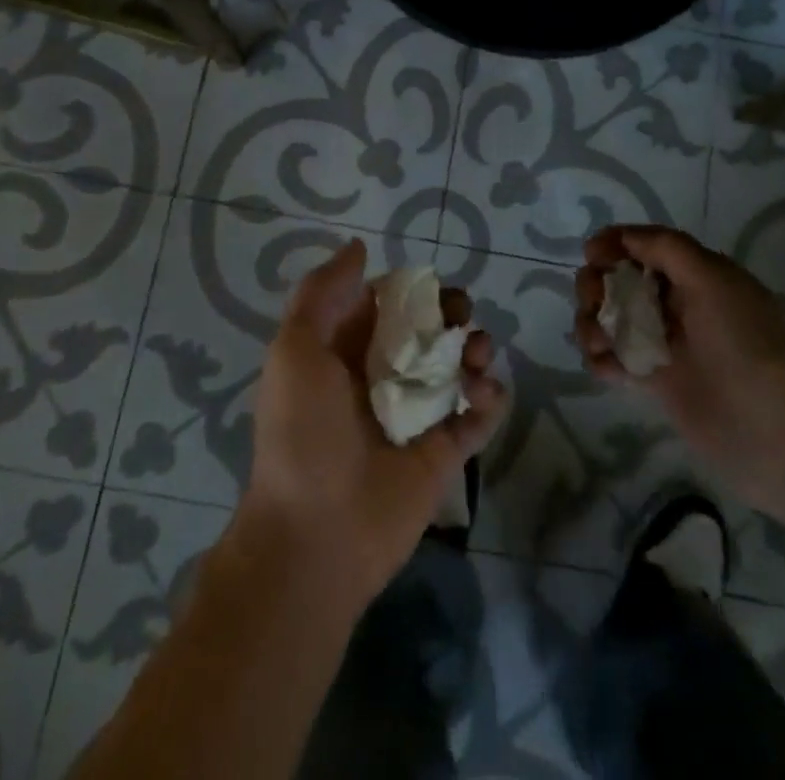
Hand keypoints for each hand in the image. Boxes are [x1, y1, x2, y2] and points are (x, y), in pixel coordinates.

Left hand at [239, 240, 508, 608]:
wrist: (316, 535)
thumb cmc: (302, 432)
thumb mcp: (294, 349)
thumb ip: (321, 293)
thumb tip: (360, 248)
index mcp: (345, 350)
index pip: (387, 303)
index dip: (411, 288)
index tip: (429, 285)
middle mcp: (383, 376)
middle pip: (429, 330)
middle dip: (452, 313)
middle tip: (460, 316)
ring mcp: (416, 414)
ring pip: (458, 366)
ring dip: (477, 349)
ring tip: (477, 354)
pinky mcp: (444, 452)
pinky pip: (477, 415)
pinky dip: (490, 398)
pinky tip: (483, 393)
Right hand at [576, 225, 784, 510]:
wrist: (766, 424)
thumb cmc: (740, 340)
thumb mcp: (711, 278)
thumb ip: (666, 248)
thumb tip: (624, 238)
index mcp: (695, 275)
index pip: (646, 247)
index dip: (615, 244)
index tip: (591, 253)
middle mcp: (677, 303)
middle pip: (619, 280)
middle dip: (596, 283)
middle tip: (594, 299)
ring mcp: (663, 342)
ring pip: (609, 318)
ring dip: (591, 321)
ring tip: (597, 341)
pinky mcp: (653, 379)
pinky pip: (613, 358)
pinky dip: (600, 358)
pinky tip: (605, 365)